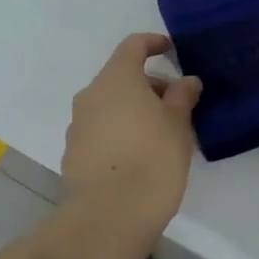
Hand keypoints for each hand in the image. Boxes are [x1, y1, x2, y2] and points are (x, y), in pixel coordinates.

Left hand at [63, 34, 201, 230]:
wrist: (111, 214)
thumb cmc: (153, 159)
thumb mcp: (178, 124)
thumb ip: (182, 96)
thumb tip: (185, 81)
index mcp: (116, 79)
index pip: (133, 46)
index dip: (153, 44)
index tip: (170, 50)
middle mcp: (90, 95)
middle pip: (120, 77)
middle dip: (148, 85)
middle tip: (176, 106)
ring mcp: (77, 125)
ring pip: (109, 105)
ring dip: (132, 110)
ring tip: (160, 134)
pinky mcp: (72, 153)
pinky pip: (99, 131)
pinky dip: (118, 132)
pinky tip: (137, 156)